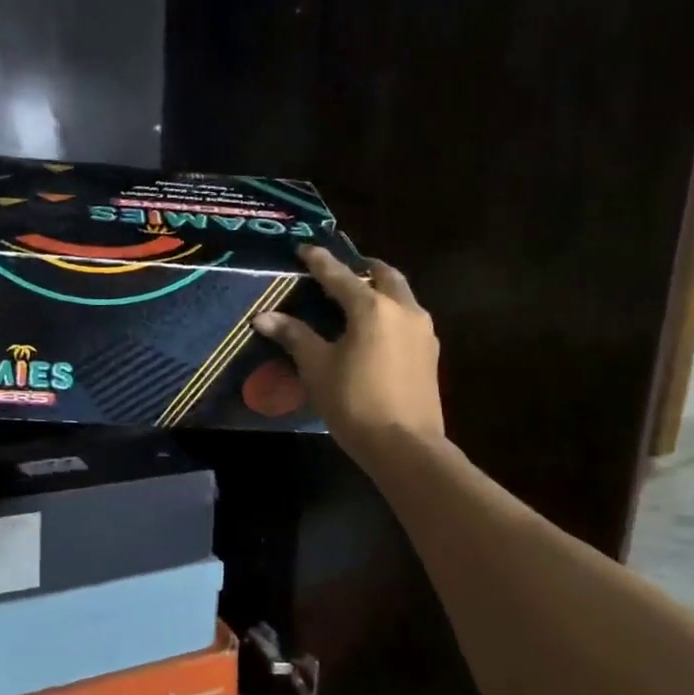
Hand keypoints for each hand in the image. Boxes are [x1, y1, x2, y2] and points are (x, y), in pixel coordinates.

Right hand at [251, 246, 443, 466]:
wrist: (405, 446)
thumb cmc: (355, 403)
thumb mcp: (317, 368)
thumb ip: (294, 336)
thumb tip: (263, 317)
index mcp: (373, 307)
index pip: (340, 275)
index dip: (319, 261)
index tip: (304, 248)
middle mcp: (403, 310)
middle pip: (384, 275)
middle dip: (362, 268)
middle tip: (340, 271)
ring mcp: (423, 331)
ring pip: (401, 295)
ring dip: (380, 289)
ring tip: (357, 298)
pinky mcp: (430, 353)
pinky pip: (408, 318)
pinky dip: (390, 311)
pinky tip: (376, 329)